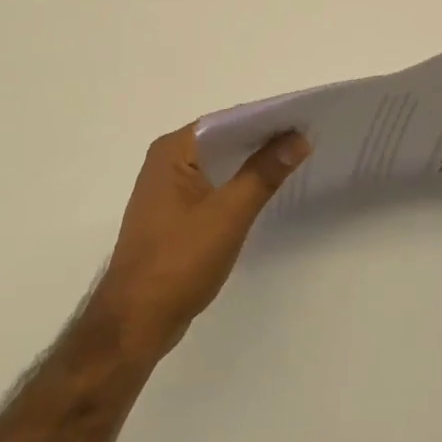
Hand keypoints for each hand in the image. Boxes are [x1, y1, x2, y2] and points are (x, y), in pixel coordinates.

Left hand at [90, 124, 310, 365]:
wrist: (136, 322)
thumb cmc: (179, 262)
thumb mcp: (229, 214)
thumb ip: (263, 173)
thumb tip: (298, 137)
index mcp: (173, 150)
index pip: (226, 121)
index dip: (265, 119)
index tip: (303, 120)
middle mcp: (166, 160)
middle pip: (222, 140)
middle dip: (261, 140)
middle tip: (306, 139)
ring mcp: (167, 189)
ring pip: (218, 164)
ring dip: (250, 163)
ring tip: (294, 160)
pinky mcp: (172, 214)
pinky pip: (211, 186)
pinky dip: (236, 185)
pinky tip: (262, 191)